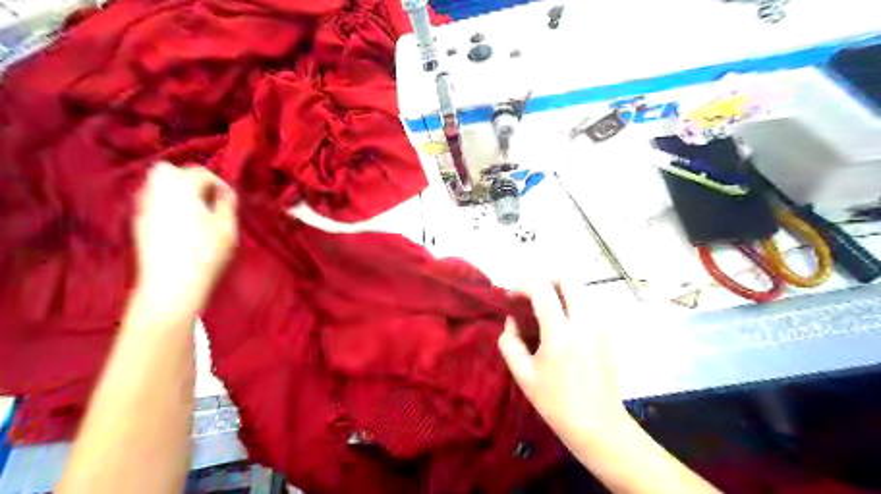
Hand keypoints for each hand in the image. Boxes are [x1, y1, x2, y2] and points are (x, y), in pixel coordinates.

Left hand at [134, 161, 237, 315]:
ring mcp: (143, 208)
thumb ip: (227, 205)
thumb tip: (224, 193)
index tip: (229, 200)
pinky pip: (150, 201)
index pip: (200, 172)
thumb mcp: (227, 228)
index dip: (218, 183)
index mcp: (182, 189)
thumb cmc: (206, 253)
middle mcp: (157, 193)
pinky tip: (179, 223)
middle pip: (167, 170)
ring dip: (174, 190)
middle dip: (188, 178)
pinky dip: (165, 203)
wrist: (172, 284)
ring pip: (155, 184)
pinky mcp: (137, 223)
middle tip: (206, 197)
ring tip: (194, 210)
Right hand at [499, 282, 630, 447]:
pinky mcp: (611, 334)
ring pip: (584, 289)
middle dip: (546, 280)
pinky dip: (579, 301)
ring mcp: (601, 326)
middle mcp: (584, 322)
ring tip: (550, 307)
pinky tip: (569, 319)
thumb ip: (510, 342)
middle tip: (533, 295)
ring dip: (563, 291)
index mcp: (559, 332)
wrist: (597, 425)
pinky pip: (595, 304)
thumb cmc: (555, 402)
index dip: (523, 286)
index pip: (542, 290)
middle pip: (569, 280)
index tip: (513, 297)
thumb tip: (512, 321)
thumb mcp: (523, 375)